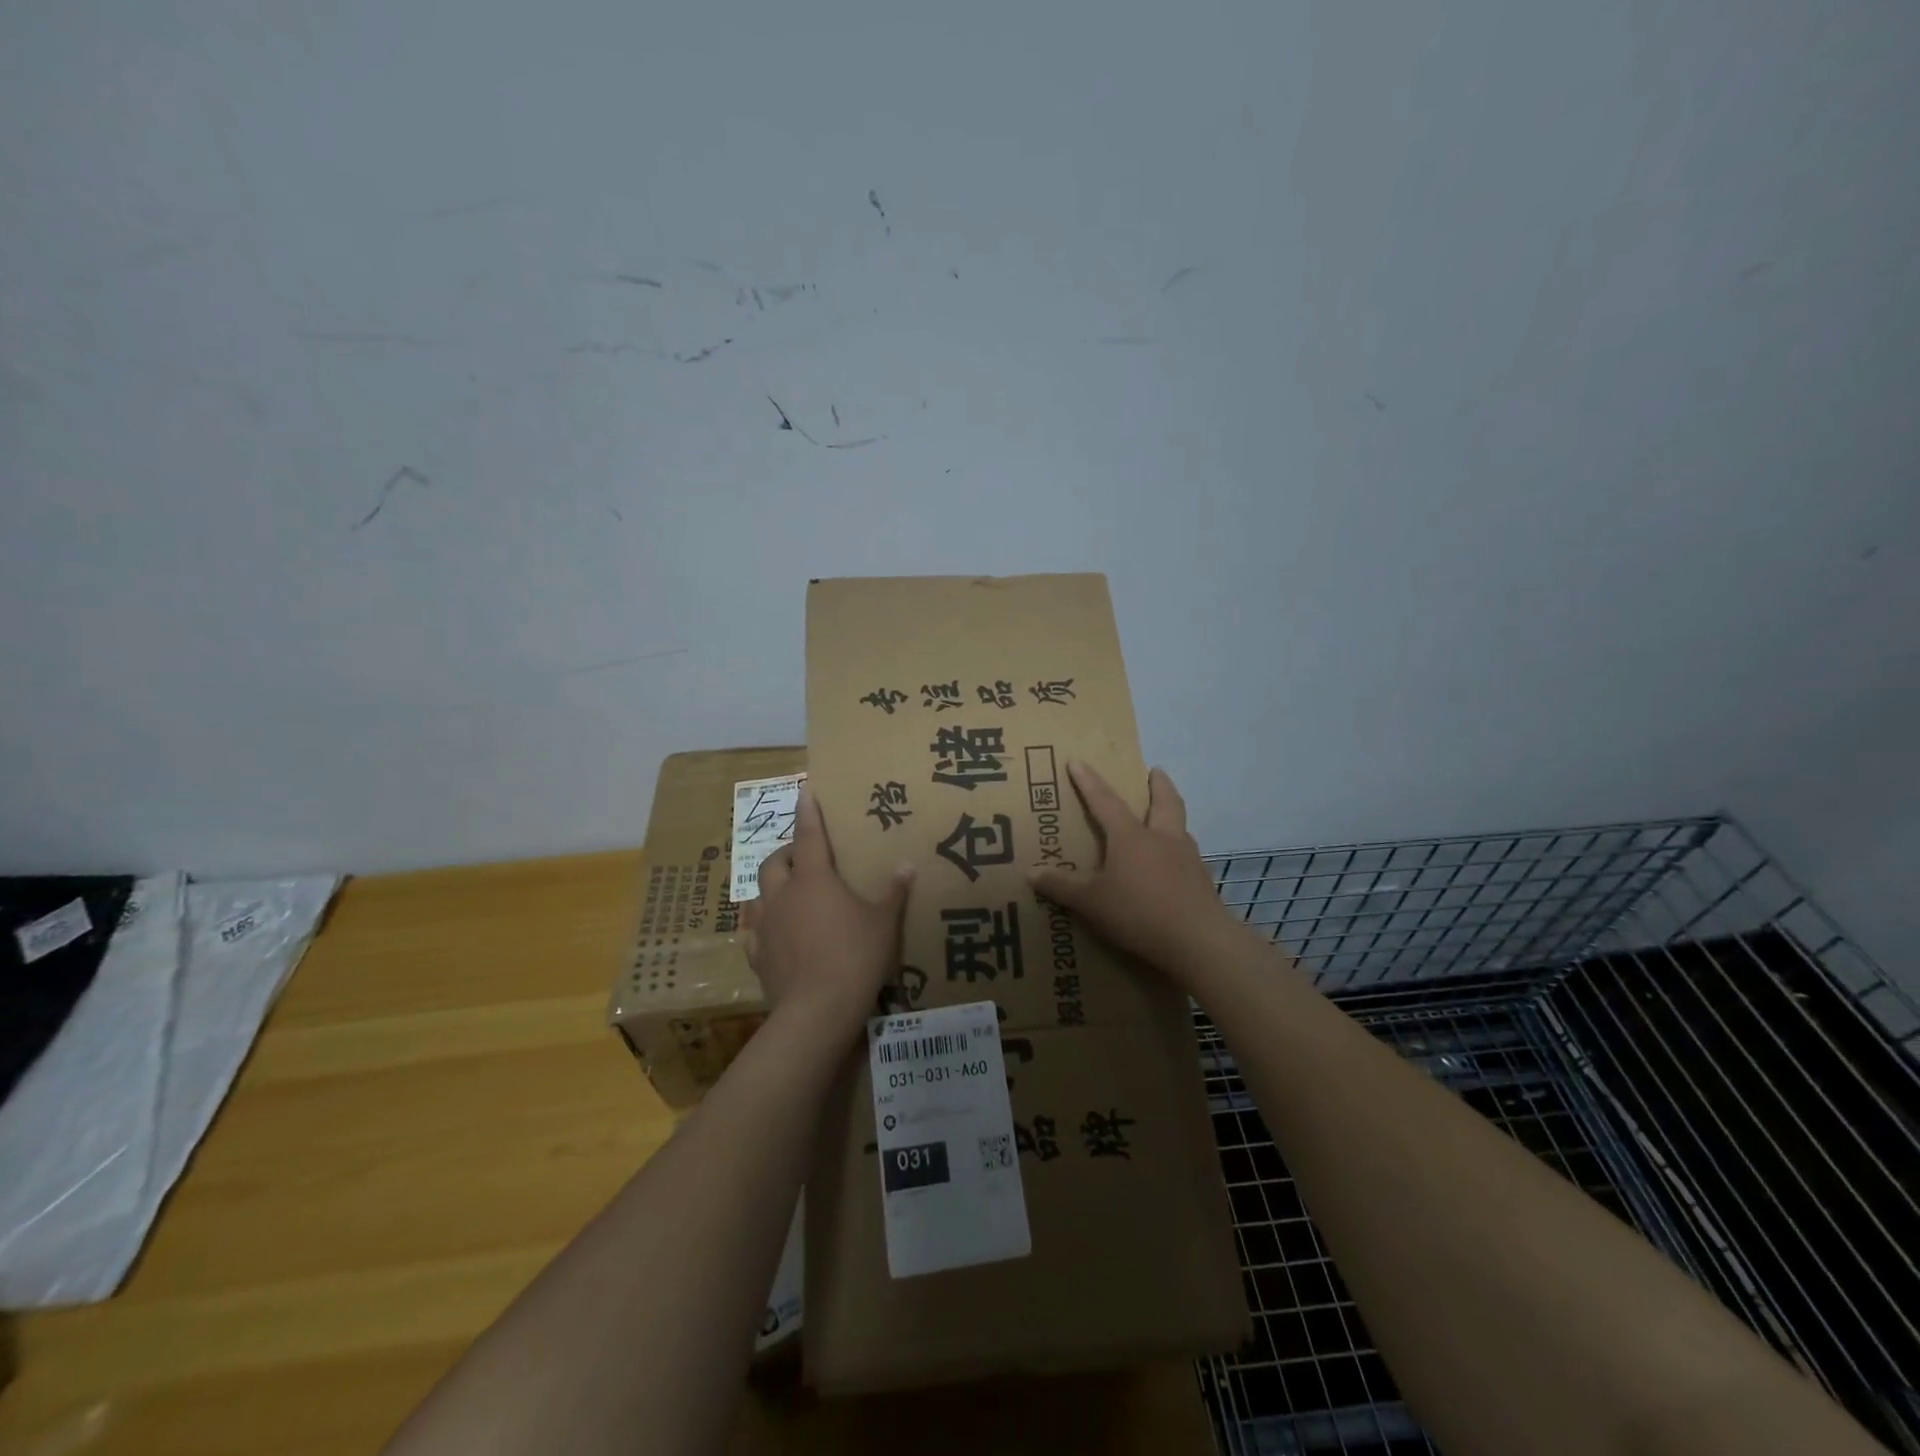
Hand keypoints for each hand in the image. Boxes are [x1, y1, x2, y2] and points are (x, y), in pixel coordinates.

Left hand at [743, 789, 914, 1038]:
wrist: (818, 1010)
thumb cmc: (855, 956)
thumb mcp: (884, 923)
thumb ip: (894, 891)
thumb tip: (907, 865)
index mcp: (814, 879)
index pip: (808, 834)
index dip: (808, 811)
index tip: (804, 790)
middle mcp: (783, 895)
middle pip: (774, 862)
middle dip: (786, 853)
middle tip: (803, 857)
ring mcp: (766, 926)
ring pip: (758, 894)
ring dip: (771, 888)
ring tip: (786, 893)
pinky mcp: (758, 955)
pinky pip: (754, 932)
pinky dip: (762, 926)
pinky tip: (771, 933)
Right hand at [1028, 762, 1240, 984]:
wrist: (1198, 941)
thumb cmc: (1138, 913)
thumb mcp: (1091, 902)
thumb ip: (1062, 886)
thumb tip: (1030, 872)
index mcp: (1130, 837)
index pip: (1105, 801)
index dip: (1088, 781)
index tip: (1077, 761)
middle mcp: (1162, 839)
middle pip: (1164, 802)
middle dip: (1158, 784)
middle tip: (1155, 771)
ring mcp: (1187, 858)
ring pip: (1181, 826)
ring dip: (1173, 815)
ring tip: (1166, 817)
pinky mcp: (1201, 881)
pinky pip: (1189, 855)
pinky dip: (1180, 849)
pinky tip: (1176, 863)